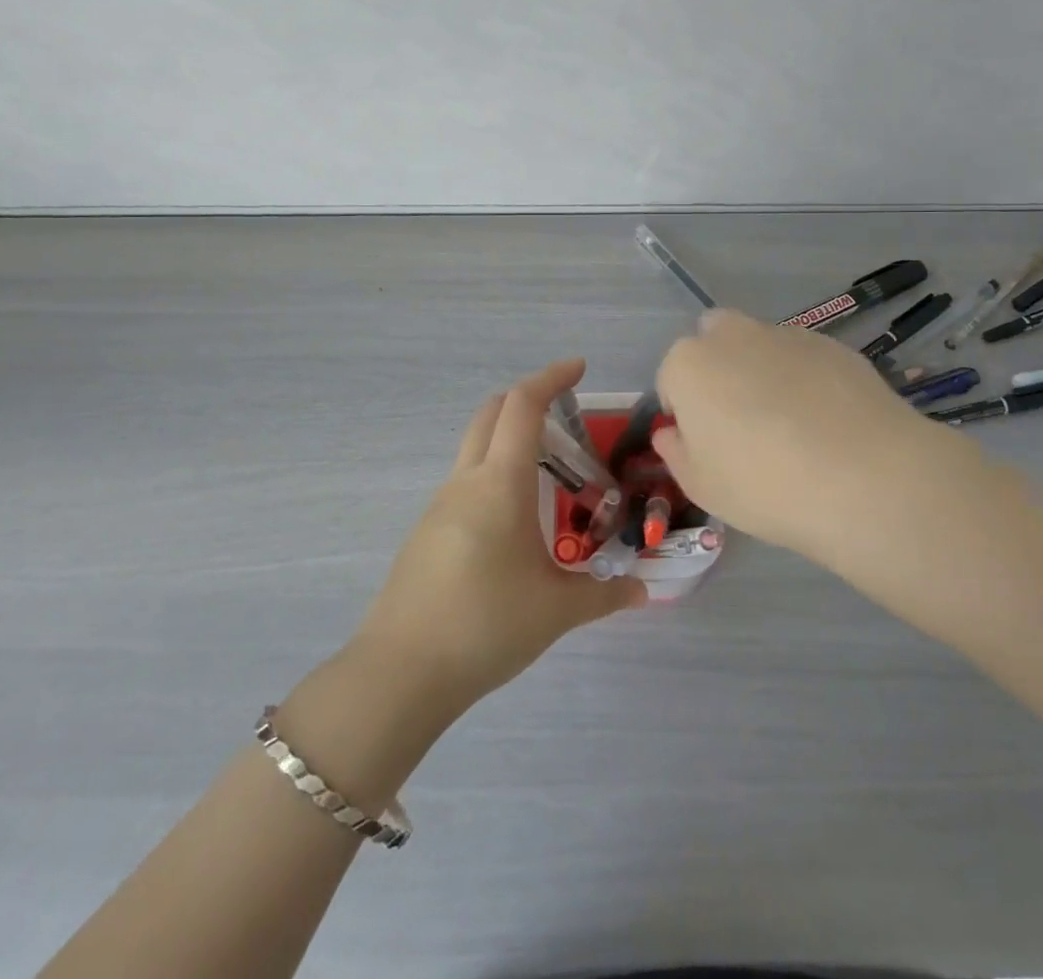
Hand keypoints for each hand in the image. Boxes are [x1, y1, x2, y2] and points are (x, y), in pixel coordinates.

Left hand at [350, 359, 645, 714]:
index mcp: (500, 483)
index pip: (523, 406)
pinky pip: (465, 482)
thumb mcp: (556, 610)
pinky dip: (494, 475)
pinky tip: (515, 522)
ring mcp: (439, 505)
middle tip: (565, 411)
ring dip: (509, 439)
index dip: (550, 377)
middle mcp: (466, 481)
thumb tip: (643, 590)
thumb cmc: (486, 625)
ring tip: (551, 474)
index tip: (578, 368)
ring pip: (475, 448)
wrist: (400, 673)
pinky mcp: (426, 532)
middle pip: (491, 413)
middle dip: (527, 398)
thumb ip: (604, 594)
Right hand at [653, 309, 975, 565]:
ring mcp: (786, 334)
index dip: (684, 410)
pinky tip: (827, 421)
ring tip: (792, 425)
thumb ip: (676, 452)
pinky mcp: (832, 344)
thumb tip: (673, 432)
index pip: (672, 377)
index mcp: (689, 364)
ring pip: (760, 345)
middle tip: (741, 420)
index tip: (705, 443)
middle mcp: (733, 335)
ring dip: (763, 371)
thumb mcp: (701, 486)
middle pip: (714, 340)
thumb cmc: (763, 485)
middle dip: (719, 369)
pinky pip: (803, 357)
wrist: (863, 476)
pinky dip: (805, 378)